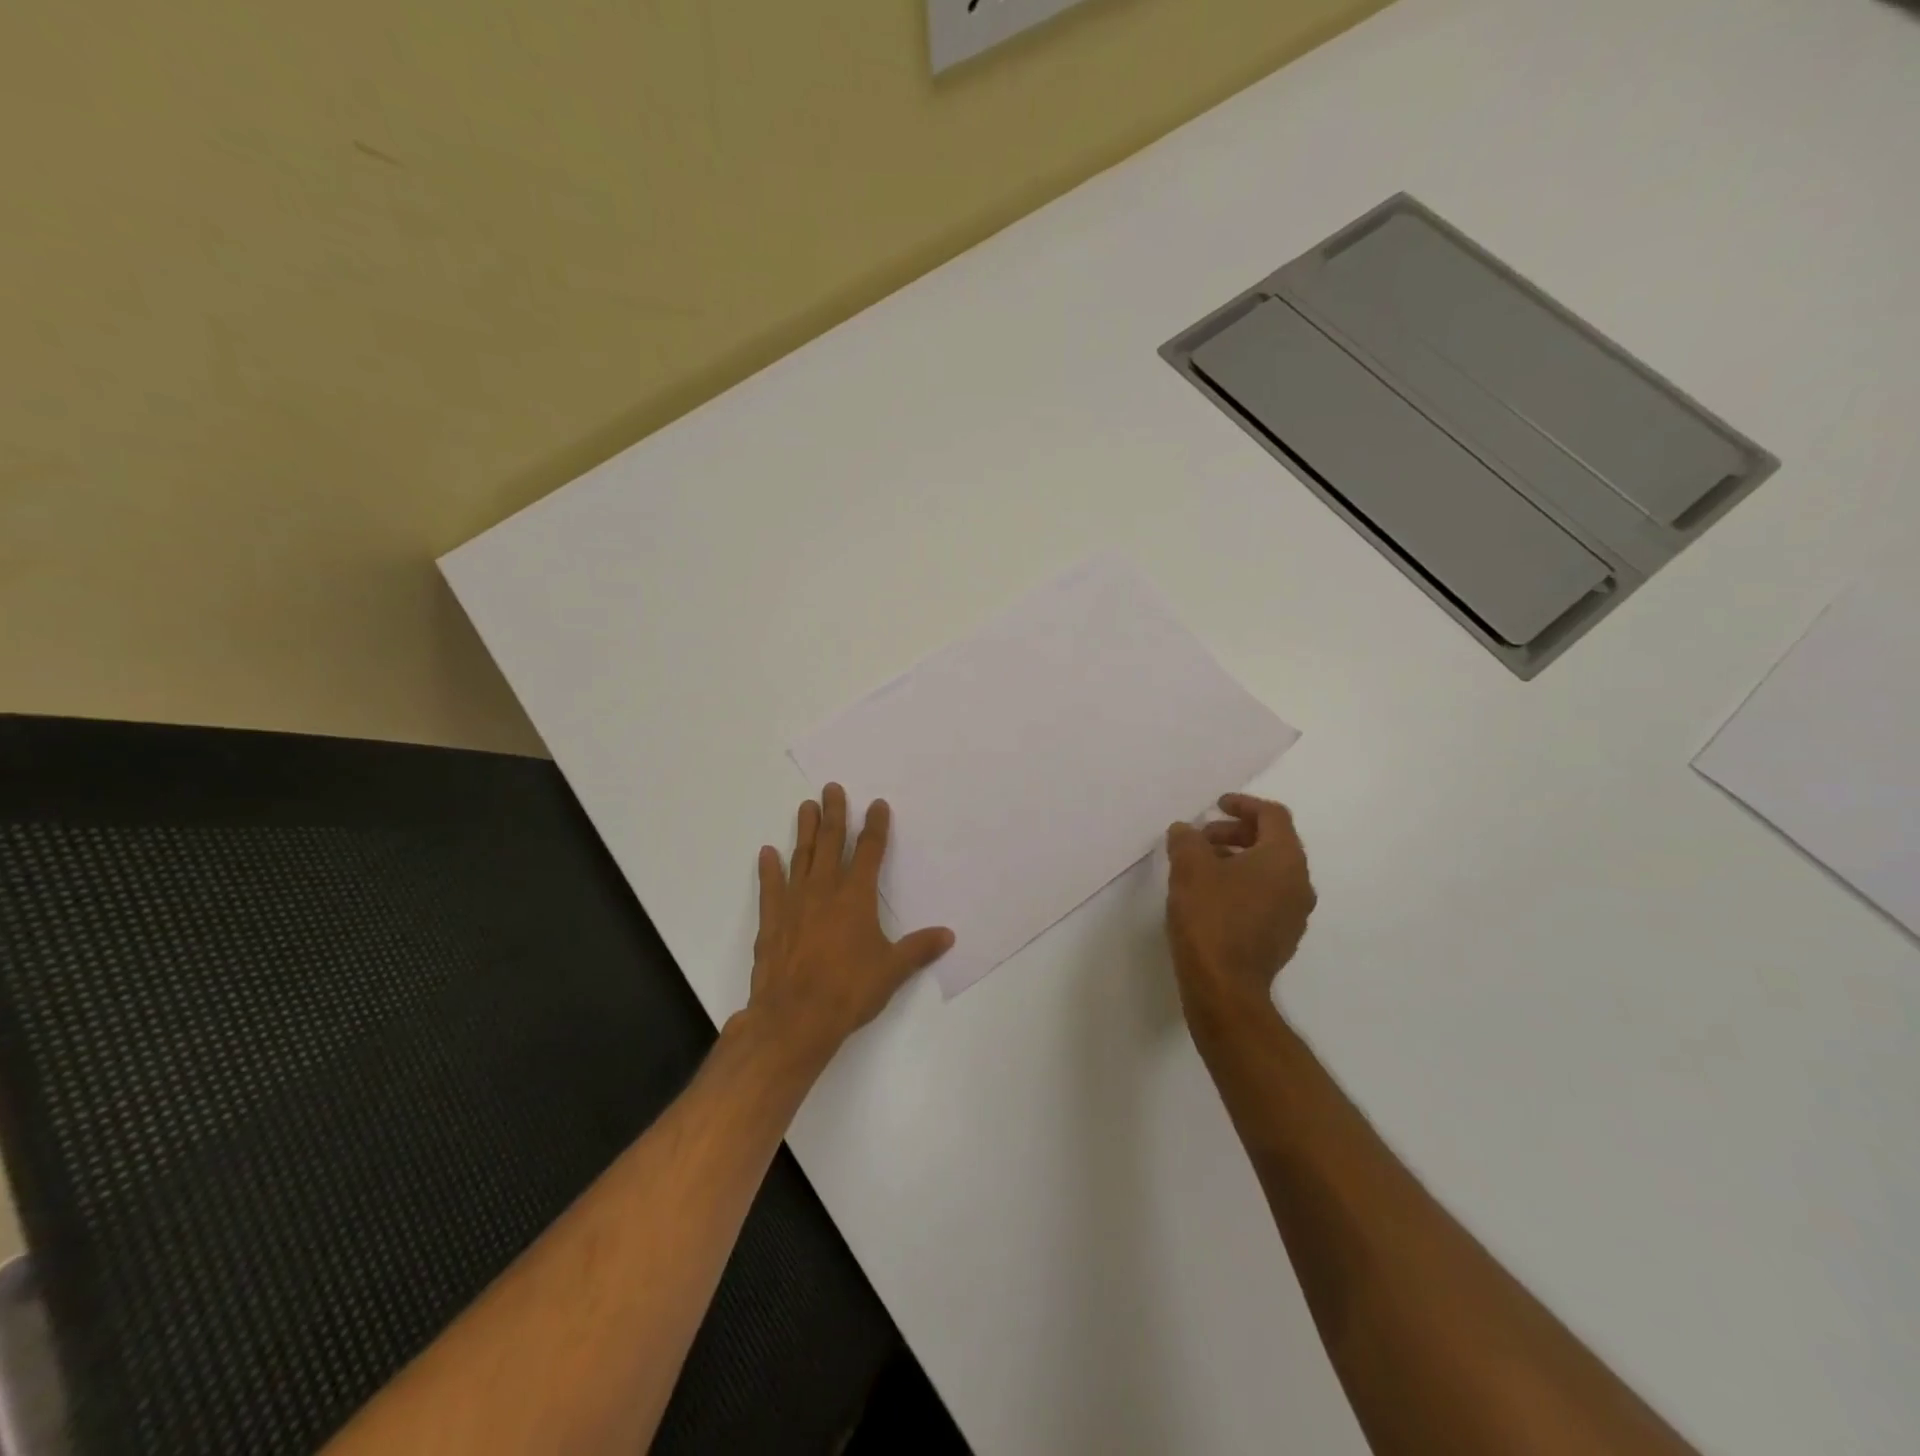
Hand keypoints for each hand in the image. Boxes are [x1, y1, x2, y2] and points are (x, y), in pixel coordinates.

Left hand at [746, 783, 954, 1070]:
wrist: (795, 1018)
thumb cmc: (849, 990)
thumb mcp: (892, 970)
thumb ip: (918, 949)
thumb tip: (948, 935)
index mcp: (856, 896)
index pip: (869, 851)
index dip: (875, 826)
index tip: (877, 804)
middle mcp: (825, 890)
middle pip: (830, 842)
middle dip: (833, 813)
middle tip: (831, 788)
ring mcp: (794, 903)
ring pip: (801, 856)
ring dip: (804, 831)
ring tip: (805, 806)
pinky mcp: (772, 921)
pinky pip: (771, 887)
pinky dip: (769, 869)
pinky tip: (767, 852)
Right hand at [1164, 794, 1315, 1024]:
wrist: (1225, 987)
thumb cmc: (1210, 918)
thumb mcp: (1189, 868)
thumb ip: (1187, 840)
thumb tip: (1186, 831)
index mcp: (1285, 859)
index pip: (1272, 816)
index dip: (1243, 804)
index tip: (1216, 805)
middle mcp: (1299, 883)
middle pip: (1273, 842)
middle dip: (1236, 833)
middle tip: (1201, 838)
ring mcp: (1294, 914)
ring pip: (1268, 871)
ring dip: (1237, 859)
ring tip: (1201, 866)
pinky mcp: (1281, 938)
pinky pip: (1265, 896)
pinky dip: (1241, 884)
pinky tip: (1210, 896)